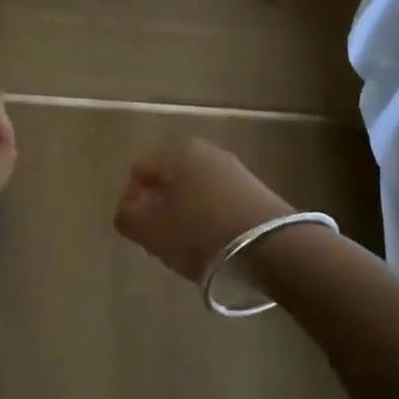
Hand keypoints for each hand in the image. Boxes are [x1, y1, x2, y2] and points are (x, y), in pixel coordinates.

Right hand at [113, 138, 292, 282]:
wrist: (273, 247)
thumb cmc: (200, 232)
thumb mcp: (149, 229)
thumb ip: (126, 217)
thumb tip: (128, 210)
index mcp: (175, 152)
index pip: (138, 172)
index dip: (131, 202)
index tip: (139, 232)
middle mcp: (205, 151)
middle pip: (168, 181)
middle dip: (159, 208)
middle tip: (160, 240)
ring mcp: (234, 170)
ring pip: (194, 192)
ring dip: (185, 216)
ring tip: (188, 247)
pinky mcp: (256, 192)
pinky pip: (219, 203)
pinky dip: (210, 221)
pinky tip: (214, 245)